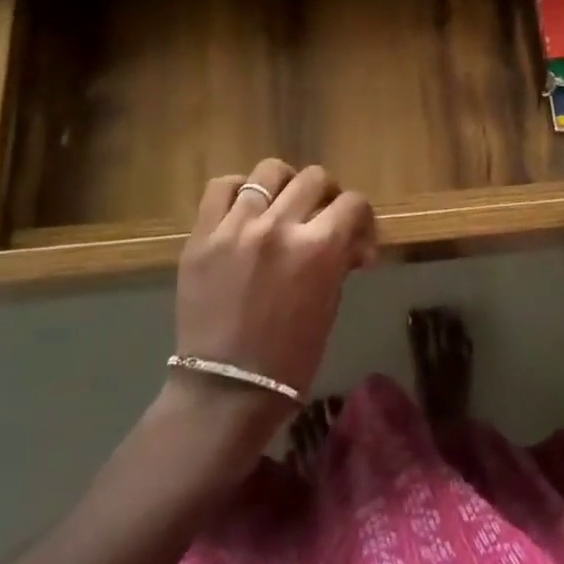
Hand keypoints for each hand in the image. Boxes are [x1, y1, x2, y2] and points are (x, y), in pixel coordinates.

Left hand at [172, 159, 376, 431]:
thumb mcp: (329, 306)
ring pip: (269, 171)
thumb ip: (339, 261)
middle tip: (319, 216)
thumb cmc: (289, 359)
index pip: (353, 202)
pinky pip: (221, 187)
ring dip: (284, 184)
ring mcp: (237, 227)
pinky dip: (237, 190)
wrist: (225, 392)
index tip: (356, 231)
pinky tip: (244, 207)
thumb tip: (353, 242)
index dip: (360, 214)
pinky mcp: (203, 235)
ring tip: (280, 205)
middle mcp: (280, 227)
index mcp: (318, 249)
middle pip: (314, 178)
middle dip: (326, 195)